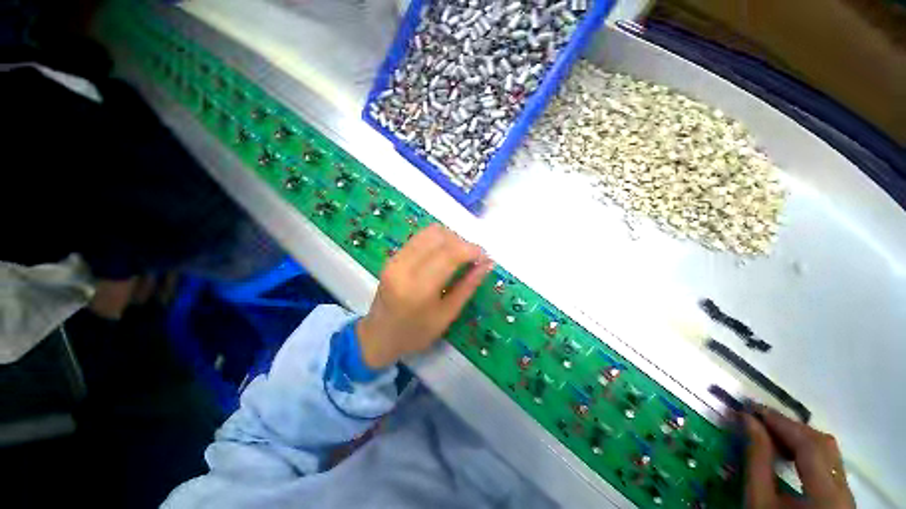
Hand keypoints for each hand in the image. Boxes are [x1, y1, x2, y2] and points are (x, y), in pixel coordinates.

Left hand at [356, 224, 493, 368]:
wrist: (378, 336)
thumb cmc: (416, 333)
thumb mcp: (447, 315)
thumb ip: (468, 286)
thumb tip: (487, 264)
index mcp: (419, 288)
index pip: (450, 254)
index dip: (472, 250)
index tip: (485, 256)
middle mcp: (405, 267)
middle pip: (440, 237)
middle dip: (463, 242)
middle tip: (473, 258)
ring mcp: (395, 259)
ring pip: (430, 232)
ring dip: (450, 238)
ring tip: (459, 255)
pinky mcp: (393, 256)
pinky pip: (420, 237)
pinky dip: (437, 240)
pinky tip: (443, 254)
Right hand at [744, 405, 855, 508]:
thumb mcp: (758, 500)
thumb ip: (756, 459)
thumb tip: (746, 420)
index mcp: (826, 492)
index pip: (808, 444)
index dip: (781, 422)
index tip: (752, 408)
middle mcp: (843, 489)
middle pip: (822, 444)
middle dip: (790, 428)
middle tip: (759, 419)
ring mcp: (845, 493)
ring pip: (828, 452)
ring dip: (799, 438)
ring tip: (771, 433)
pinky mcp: (840, 497)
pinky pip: (828, 463)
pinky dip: (807, 452)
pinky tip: (788, 453)